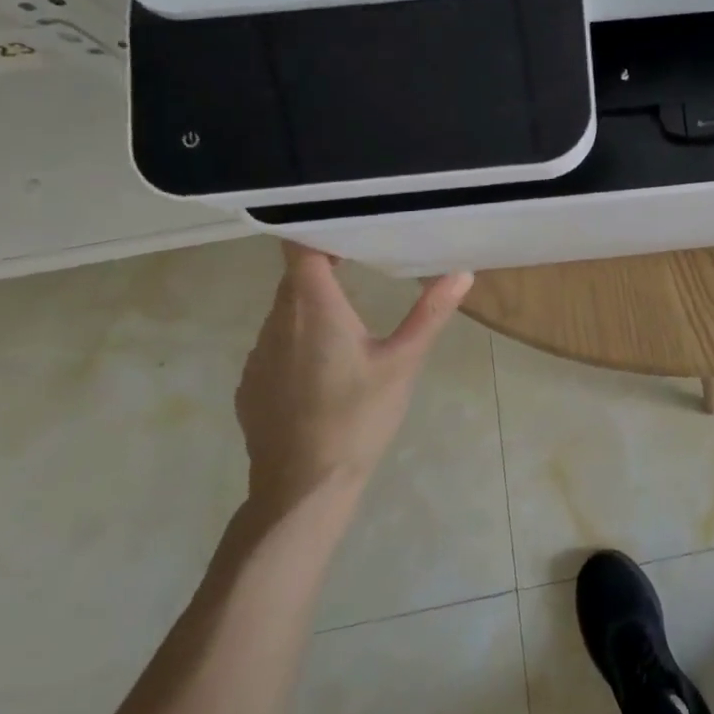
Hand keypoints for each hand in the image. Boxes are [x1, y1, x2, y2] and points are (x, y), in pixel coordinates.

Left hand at [235, 243, 472, 511]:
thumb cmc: (358, 418)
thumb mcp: (403, 362)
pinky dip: (297, 338)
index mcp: (313, 308)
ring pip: (283, 311)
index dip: (317, 230)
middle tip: (362, 258)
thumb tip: (462, 271)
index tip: (345, 223)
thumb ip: (430, 313)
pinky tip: (324, 364)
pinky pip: (274, 344)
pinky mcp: (251, 384)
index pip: (300, 248)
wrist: (303, 489)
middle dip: (323, 264)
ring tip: (348, 310)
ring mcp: (258, 355)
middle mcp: (276, 322)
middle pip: (294, 277)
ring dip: (311, 303)